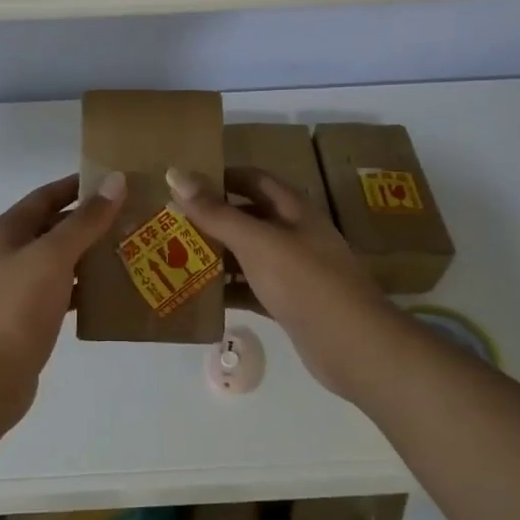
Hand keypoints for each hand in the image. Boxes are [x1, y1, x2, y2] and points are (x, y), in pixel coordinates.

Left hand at [0, 171, 126, 422]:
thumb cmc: (18, 306)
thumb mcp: (54, 256)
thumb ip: (86, 220)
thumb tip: (116, 181)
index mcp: (8, 231)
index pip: (47, 195)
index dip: (79, 185)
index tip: (117, 181)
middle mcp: (11, 253)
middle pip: (55, 226)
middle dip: (92, 220)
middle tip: (134, 216)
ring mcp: (20, 285)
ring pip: (62, 259)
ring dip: (92, 253)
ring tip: (132, 248)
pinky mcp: (32, 314)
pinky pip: (64, 289)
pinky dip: (87, 286)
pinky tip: (115, 289)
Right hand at [167, 165, 408, 400]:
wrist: (351, 345)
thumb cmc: (304, 281)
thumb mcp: (256, 241)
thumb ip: (215, 212)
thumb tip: (175, 174)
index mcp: (292, 208)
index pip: (251, 178)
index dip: (219, 176)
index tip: (180, 183)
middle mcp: (293, 233)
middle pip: (246, 216)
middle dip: (210, 218)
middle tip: (168, 223)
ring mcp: (292, 269)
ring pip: (246, 254)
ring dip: (215, 254)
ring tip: (173, 257)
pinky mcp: (287, 302)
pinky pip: (250, 287)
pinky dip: (227, 289)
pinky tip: (198, 295)